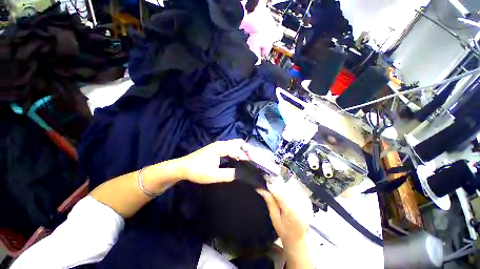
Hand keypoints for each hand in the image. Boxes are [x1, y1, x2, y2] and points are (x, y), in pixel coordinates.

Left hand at [178, 139, 249, 183]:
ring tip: (246, 163)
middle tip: (251, 163)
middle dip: (246, 151)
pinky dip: (236, 154)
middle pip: (238, 143)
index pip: (238, 150)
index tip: (252, 167)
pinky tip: (237, 162)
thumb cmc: (197, 170)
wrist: (182, 168)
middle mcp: (221, 144)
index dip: (246, 158)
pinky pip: (230, 149)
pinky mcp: (216, 150)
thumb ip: (230, 174)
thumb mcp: (214, 175)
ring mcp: (218, 146)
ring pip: (234, 146)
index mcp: (221, 147)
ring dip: (241, 153)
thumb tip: (244, 175)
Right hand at [257, 182, 311, 250]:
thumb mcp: (274, 218)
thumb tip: (261, 189)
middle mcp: (302, 206)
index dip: (272, 188)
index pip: (281, 194)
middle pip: (287, 189)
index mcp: (293, 213)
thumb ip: (270, 202)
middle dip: (277, 185)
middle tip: (269, 183)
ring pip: (292, 187)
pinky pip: (297, 189)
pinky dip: (289, 188)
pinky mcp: (308, 201)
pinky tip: (285, 191)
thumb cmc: (284, 230)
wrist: (298, 239)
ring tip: (276, 187)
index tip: (265, 184)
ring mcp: (307, 203)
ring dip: (283, 185)